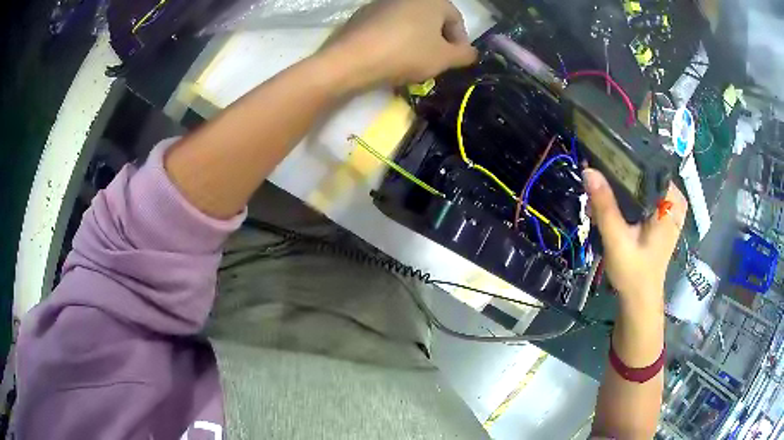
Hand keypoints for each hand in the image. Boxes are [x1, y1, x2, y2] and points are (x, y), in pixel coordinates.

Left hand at [322, 0, 477, 87]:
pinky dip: (394, 41)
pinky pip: (388, 28)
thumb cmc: (406, 54)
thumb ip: (464, 55)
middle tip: (435, 63)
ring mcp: (381, 3)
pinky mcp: (362, 16)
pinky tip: (389, 58)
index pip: (456, 19)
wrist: (351, 60)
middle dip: (437, 42)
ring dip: (416, 42)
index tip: (455, 62)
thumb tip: (471, 53)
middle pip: (432, 20)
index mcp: (431, 0)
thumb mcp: (444, 58)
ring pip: (409, 24)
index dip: (460, 43)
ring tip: (412, 64)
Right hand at [583, 169, 686, 308]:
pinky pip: (642, 194)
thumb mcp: (617, 239)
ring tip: (601, 200)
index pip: (650, 162)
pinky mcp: (659, 217)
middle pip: (644, 171)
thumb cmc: (633, 272)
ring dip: (621, 187)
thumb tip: (588, 170)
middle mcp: (672, 201)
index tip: (603, 154)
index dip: (626, 156)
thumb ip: (605, 206)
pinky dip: (626, 196)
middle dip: (619, 175)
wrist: (639, 300)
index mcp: (670, 203)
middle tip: (598, 184)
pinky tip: (611, 207)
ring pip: (642, 182)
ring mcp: (667, 209)